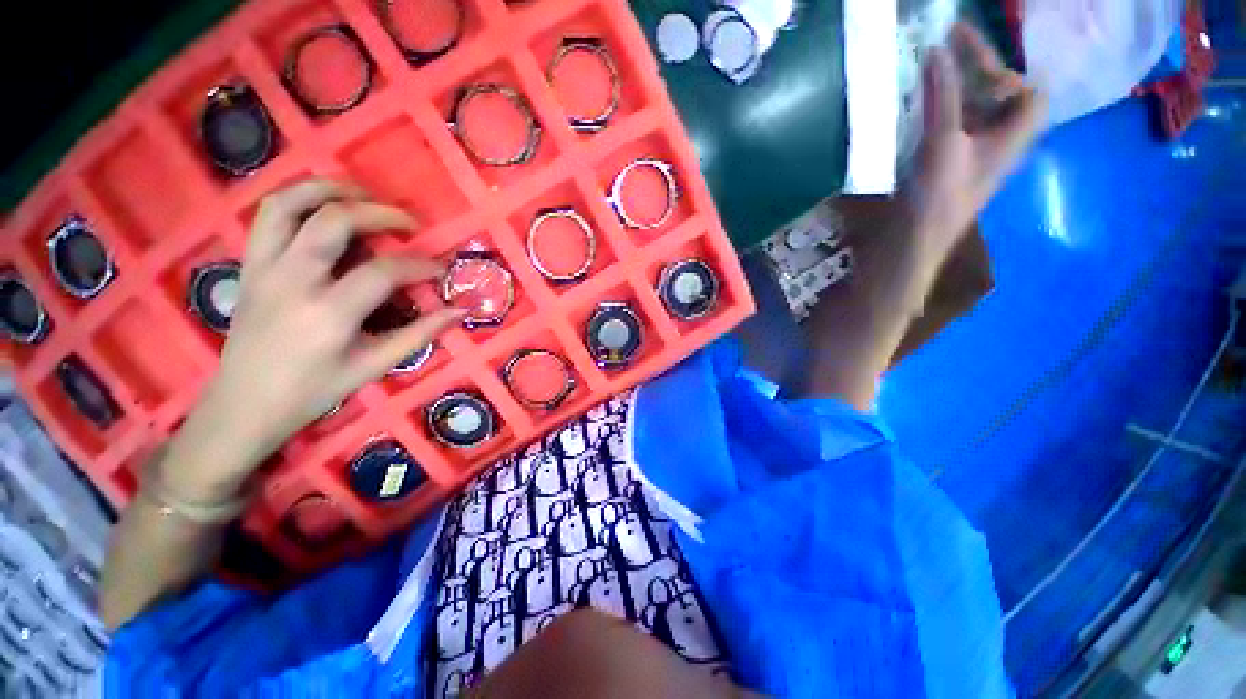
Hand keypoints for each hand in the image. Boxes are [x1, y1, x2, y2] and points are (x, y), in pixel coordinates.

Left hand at [161, 180, 463, 500]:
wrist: (243, 404)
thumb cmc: (314, 391)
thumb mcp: (374, 366)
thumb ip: (419, 334)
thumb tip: (459, 311)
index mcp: (328, 314)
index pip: (384, 272)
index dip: (420, 265)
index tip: (440, 268)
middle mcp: (292, 281)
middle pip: (335, 221)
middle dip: (381, 213)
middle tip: (409, 224)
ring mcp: (264, 268)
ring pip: (290, 203)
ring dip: (331, 190)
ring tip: (364, 197)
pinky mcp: (249, 264)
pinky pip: (268, 215)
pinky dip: (298, 198)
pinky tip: (324, 208)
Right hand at [906, 22, 1046, 262]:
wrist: (906, 248)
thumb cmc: (934, 200)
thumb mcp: (943, 144)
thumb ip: (942, 96)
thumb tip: (937, 49)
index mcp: (1010, 137)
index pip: (1031, 92)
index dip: (1007, 71)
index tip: (969, 61)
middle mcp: (994, 143)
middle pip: (998, 96)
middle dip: (975, 70)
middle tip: (942, 45)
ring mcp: (966, 156)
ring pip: (970, 110)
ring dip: (951, 88)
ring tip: (924, 70)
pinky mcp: (940, 168)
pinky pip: (946, 127)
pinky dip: (933, 110)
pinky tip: (912, 107)